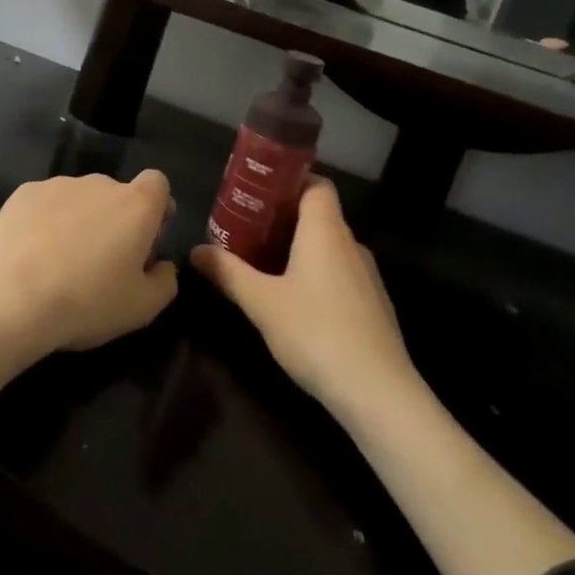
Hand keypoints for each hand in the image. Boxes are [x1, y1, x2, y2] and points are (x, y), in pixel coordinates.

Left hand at [0, 171, 177, 406]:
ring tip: (61, 261)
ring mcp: (58, 184)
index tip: (148, 237)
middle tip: (103, 261)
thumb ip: (165, 281)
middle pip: (117, 193)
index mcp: (135, 205)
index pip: (158, 183)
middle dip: (116, 219)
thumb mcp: (142, 308)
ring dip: (80, 219)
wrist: (10, 299)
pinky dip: (46, 221)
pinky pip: (46, 203)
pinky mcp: (23, 193)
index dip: (157, 207)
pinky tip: (32, 254)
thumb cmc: (87, 303)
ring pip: (80, 198)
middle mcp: (100, 183)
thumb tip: (162, 265)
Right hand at [190, 177, 414, 417]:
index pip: (316, 184)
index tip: (258, 193)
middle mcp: (350, 244)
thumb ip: (227, 272)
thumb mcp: (261, 302)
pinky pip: (340, 274)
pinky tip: (295, 301)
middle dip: (283, 218)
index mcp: (325, 230)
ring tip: (263, 263)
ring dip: (299, 249)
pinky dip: (317, 275)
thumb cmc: (315, 332)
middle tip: (246, 229)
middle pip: (319, 215)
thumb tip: (196, 250)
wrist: (378, 393)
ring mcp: (367, 276)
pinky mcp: (374, 306)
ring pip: (329, 247)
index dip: (289, 181)